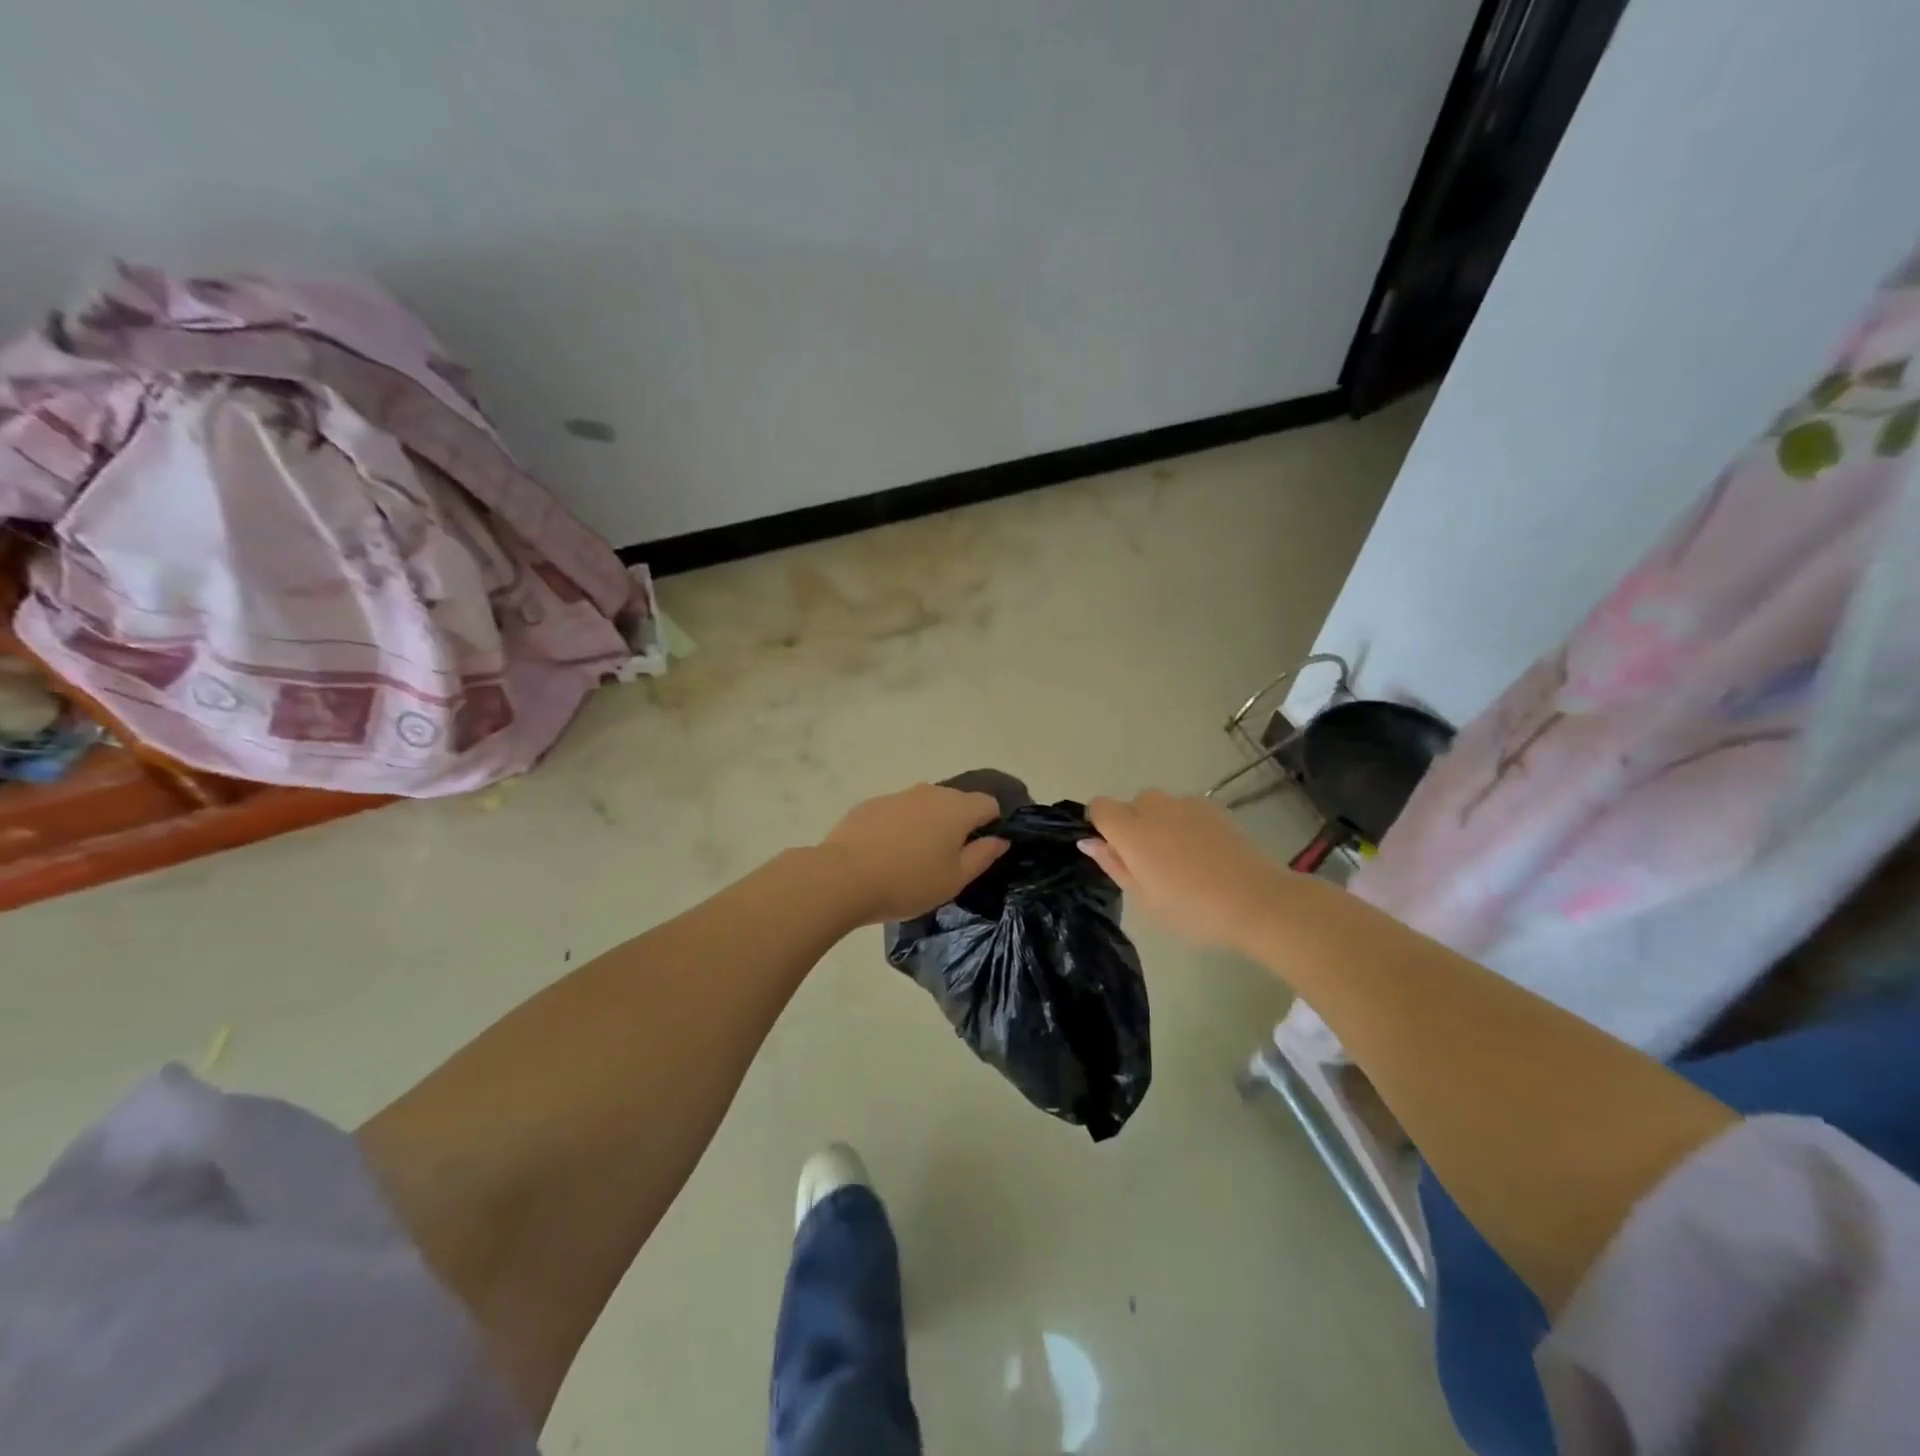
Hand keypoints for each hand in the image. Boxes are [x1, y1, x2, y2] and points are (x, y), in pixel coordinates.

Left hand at [820, 784, 1008, 924]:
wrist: (843, 877)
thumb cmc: (908, 882)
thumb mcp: (955, 879)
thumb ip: (983, 855)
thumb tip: (1000, 838)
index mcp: (957, 808)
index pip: (989, 804)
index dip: (992, 824)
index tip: (981, 850)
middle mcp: (930, 792)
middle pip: (957, 802)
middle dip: (959, 824)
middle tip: (949, 859)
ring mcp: (898, 795)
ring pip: (925, 805)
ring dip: (928, 825)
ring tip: (915, 859)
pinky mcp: (871, 804)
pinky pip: (898, 812)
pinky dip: (901, 827)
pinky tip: (887, 854)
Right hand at [1080, 790, 1286, 949]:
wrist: (1257, 901)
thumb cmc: (1193, 910)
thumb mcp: (1145, 899)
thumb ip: (1113, 865)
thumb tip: (1088, 841)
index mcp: (1131, 831)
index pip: (1099, 807)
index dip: (1101, 825)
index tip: (1116, 852)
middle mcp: (1155, 807)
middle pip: (1131, 804)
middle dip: (1134, 825)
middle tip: (1151, 863)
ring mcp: (1187, 804)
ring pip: (1160, 804)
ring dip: (1160, 822)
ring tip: (1182, 857)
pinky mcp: (1214, 807)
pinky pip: (1186, 808)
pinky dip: (1186, 822)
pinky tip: (1205, 852)